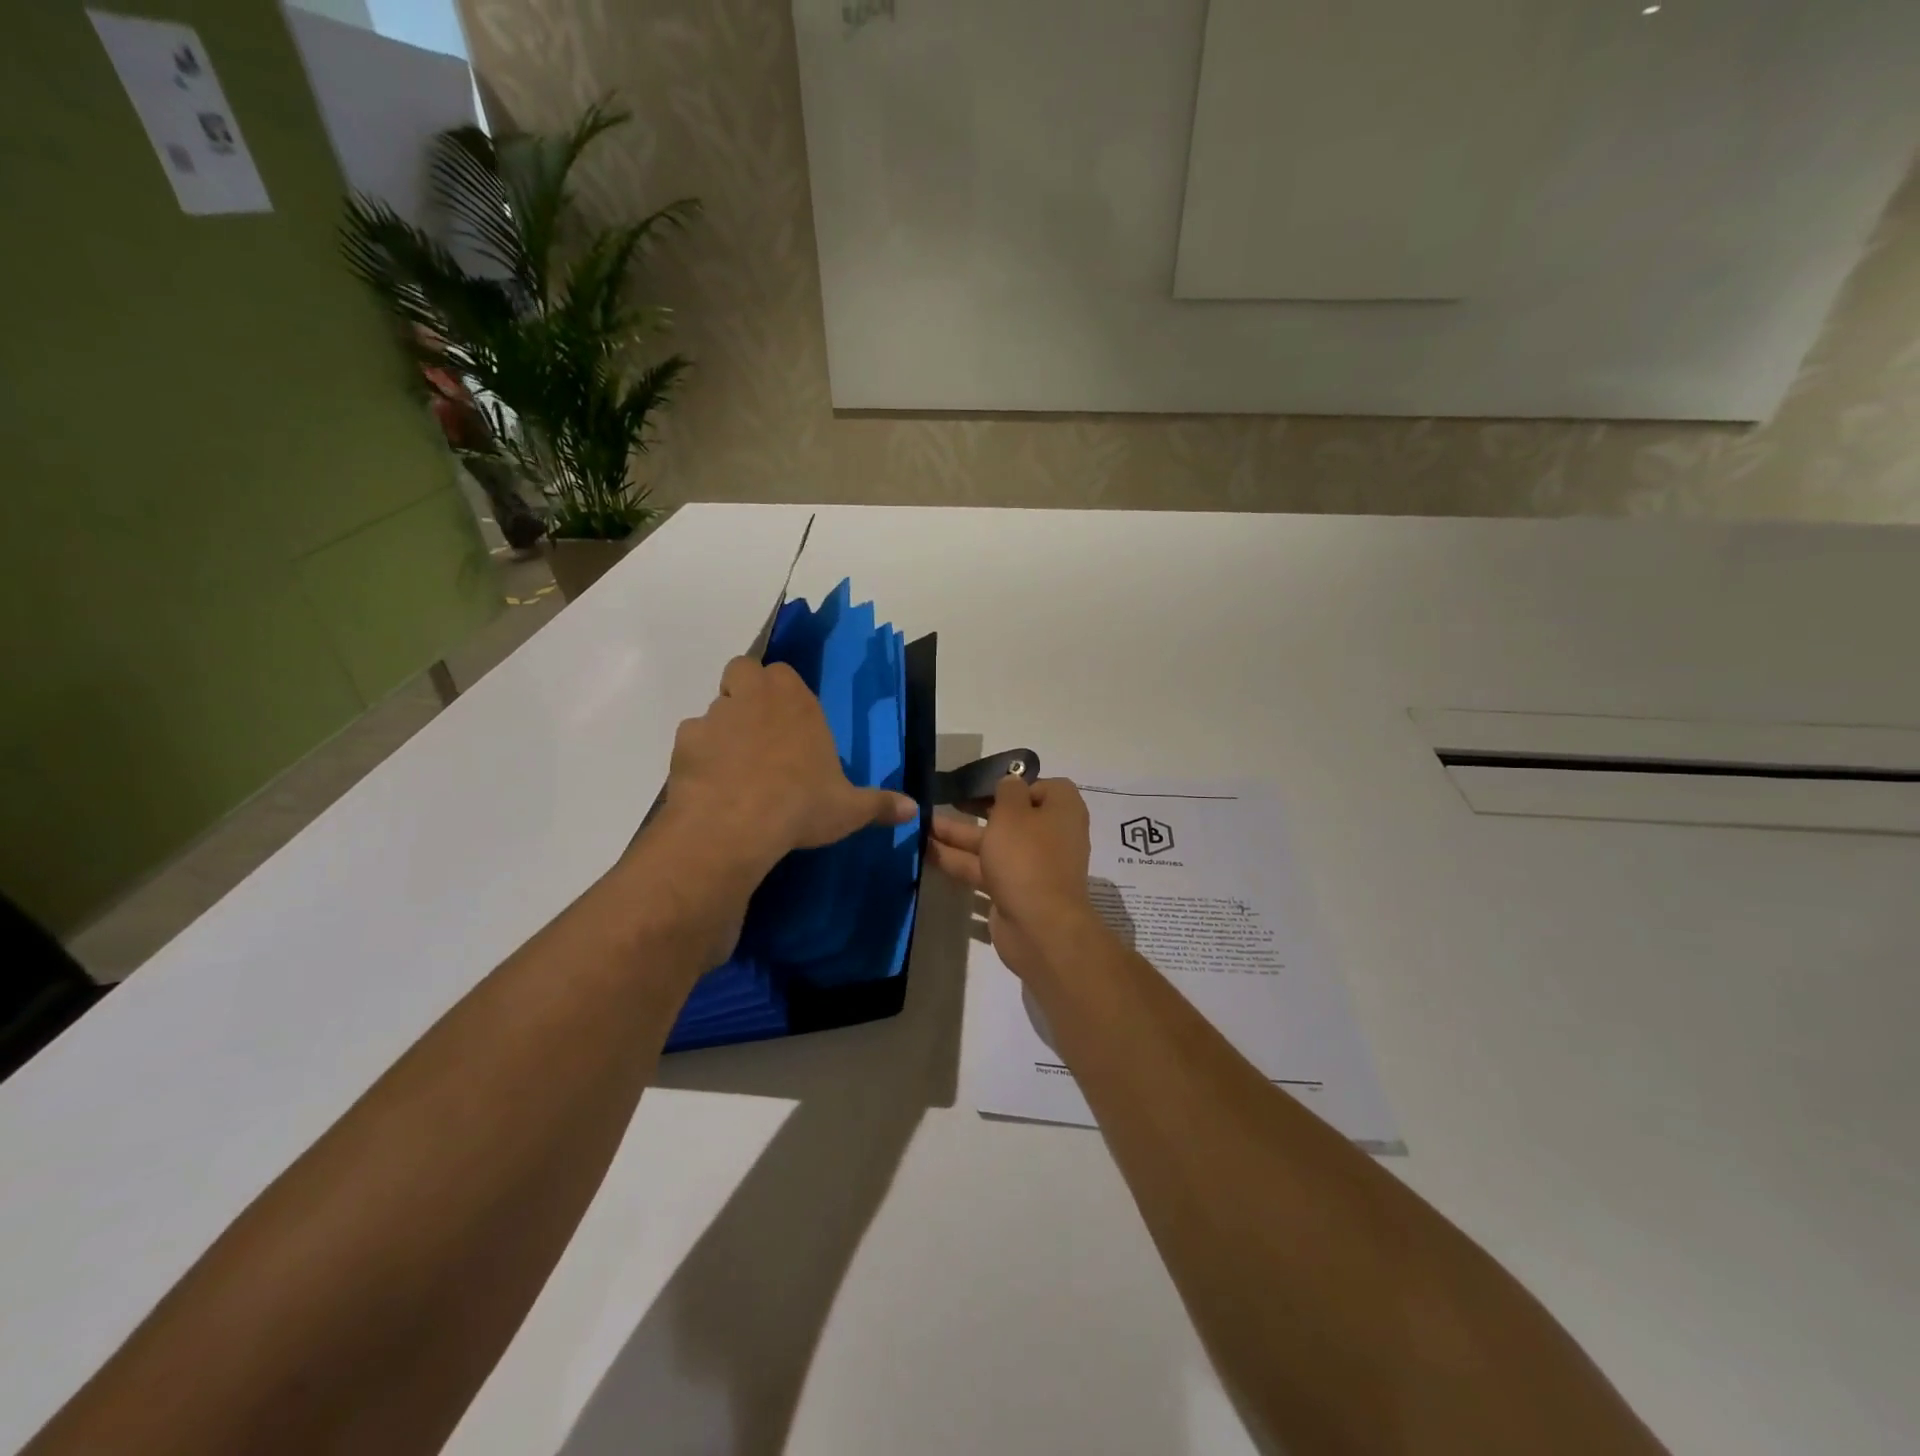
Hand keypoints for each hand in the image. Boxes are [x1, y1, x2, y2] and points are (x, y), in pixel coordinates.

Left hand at [659, 657, 918, 884]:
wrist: (736, 824)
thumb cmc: (801, 805)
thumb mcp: (849, 809)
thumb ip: (880, 805)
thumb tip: (914, 811)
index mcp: (797, 702)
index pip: (785, 674)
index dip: (784, 693)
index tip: (791, 722)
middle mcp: (755, 697)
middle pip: (743, 671)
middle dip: (747, 690)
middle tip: (759, 729)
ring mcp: (715, 716)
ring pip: (715, 707)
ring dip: (724, 726)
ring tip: (735, 766)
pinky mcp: (685, 742)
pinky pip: (693, 740)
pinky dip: (700, 756)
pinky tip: (711, 785)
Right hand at [929, 776, 1102, 981]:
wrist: (1039, 927)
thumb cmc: (1027, 857)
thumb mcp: (1013, 812)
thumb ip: (1007, 791)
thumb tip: (1010, 783)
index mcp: (1062, 811)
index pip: (1042, 787)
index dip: (1014, 785)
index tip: (985, 786)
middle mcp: (1051, 836)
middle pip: (1011, 816)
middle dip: (975, 810)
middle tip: (942, 800)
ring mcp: (1032, 867)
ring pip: (992, 845)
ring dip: (958, 836)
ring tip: (921, 827)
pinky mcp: (1014, 892)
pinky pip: (985, 871)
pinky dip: (959, 862)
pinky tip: (927, 856)